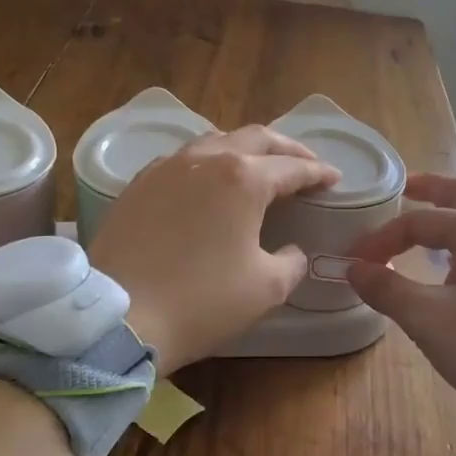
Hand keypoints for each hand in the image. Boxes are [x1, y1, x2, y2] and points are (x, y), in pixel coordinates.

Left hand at [88, 126, 339, 373]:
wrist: (120, 317)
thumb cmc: (202, 302)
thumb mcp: (266, 288)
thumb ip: (291, 262)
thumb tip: (291, 251)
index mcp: (243, 179)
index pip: (292, 168)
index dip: (318, 173)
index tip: (334, 179)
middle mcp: (205, 160)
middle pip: (255, 138)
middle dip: (286, 149)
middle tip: (305, 165)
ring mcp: (167, 168)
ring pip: (215, 142)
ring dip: (245, 150)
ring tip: (259, 168)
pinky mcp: (138, 184)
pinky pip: (182, 160)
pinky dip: (208, 163)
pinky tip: (209, 183)